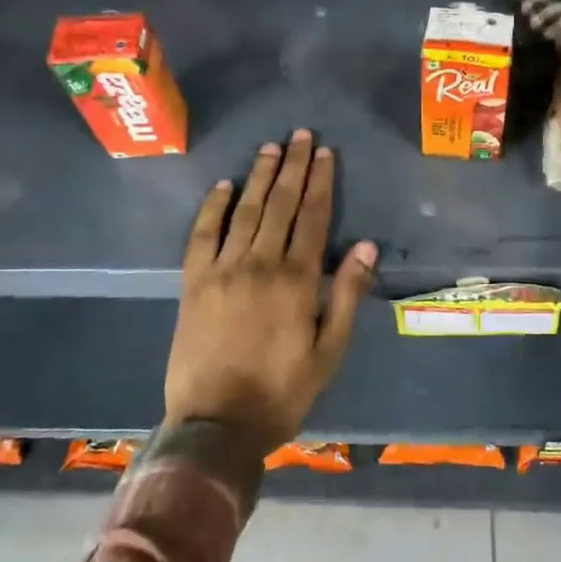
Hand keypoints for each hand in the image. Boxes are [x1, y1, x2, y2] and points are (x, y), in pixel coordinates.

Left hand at [164, 130, 377, 449]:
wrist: (216, 425)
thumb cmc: (281, 392)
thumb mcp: (329, 351)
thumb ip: (347, 295)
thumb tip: (367, 246)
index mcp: (296, 280)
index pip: (313, 217)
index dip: (320, 182)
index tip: (325, 153)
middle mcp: (260, 264)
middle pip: (280, 204)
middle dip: (293, 167)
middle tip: (300, 136)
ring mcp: (222, 270)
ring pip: (244, 211)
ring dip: (259, 176)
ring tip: (270, 148)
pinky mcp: (193, 282)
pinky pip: (202, 234)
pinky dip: (213, 207)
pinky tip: (223, 185)